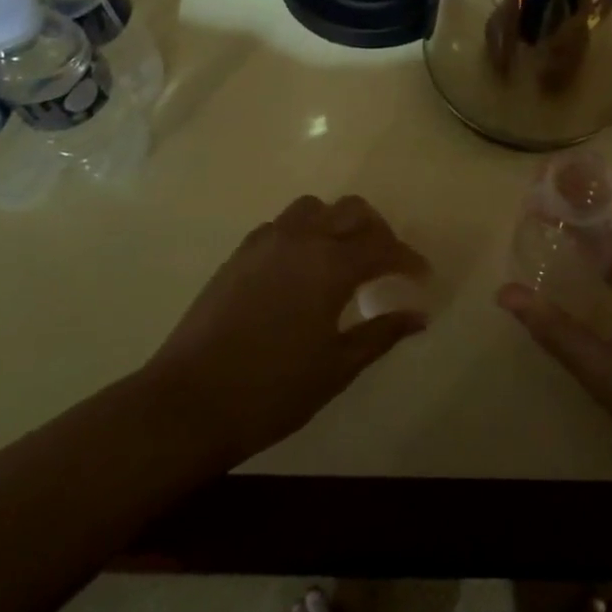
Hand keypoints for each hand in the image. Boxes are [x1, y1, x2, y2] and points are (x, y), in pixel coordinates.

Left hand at [146, 195, 428, 464]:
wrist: (189, 402)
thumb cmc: (272, 390)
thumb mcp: (337, 367)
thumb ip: (381, 334)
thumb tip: (418, 316)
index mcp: (329, 265)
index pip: (383, 247)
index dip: (408, 259)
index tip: (422, 277)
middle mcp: (300, 240)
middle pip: (351, 211)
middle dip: (378, 231)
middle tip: (387, 262)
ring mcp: (264, 243)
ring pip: (313, 208)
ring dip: (337, 223)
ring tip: (345, 257)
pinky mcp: (238, 254)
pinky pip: (282, 225)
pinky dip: (304, 233)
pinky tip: (303, 268)